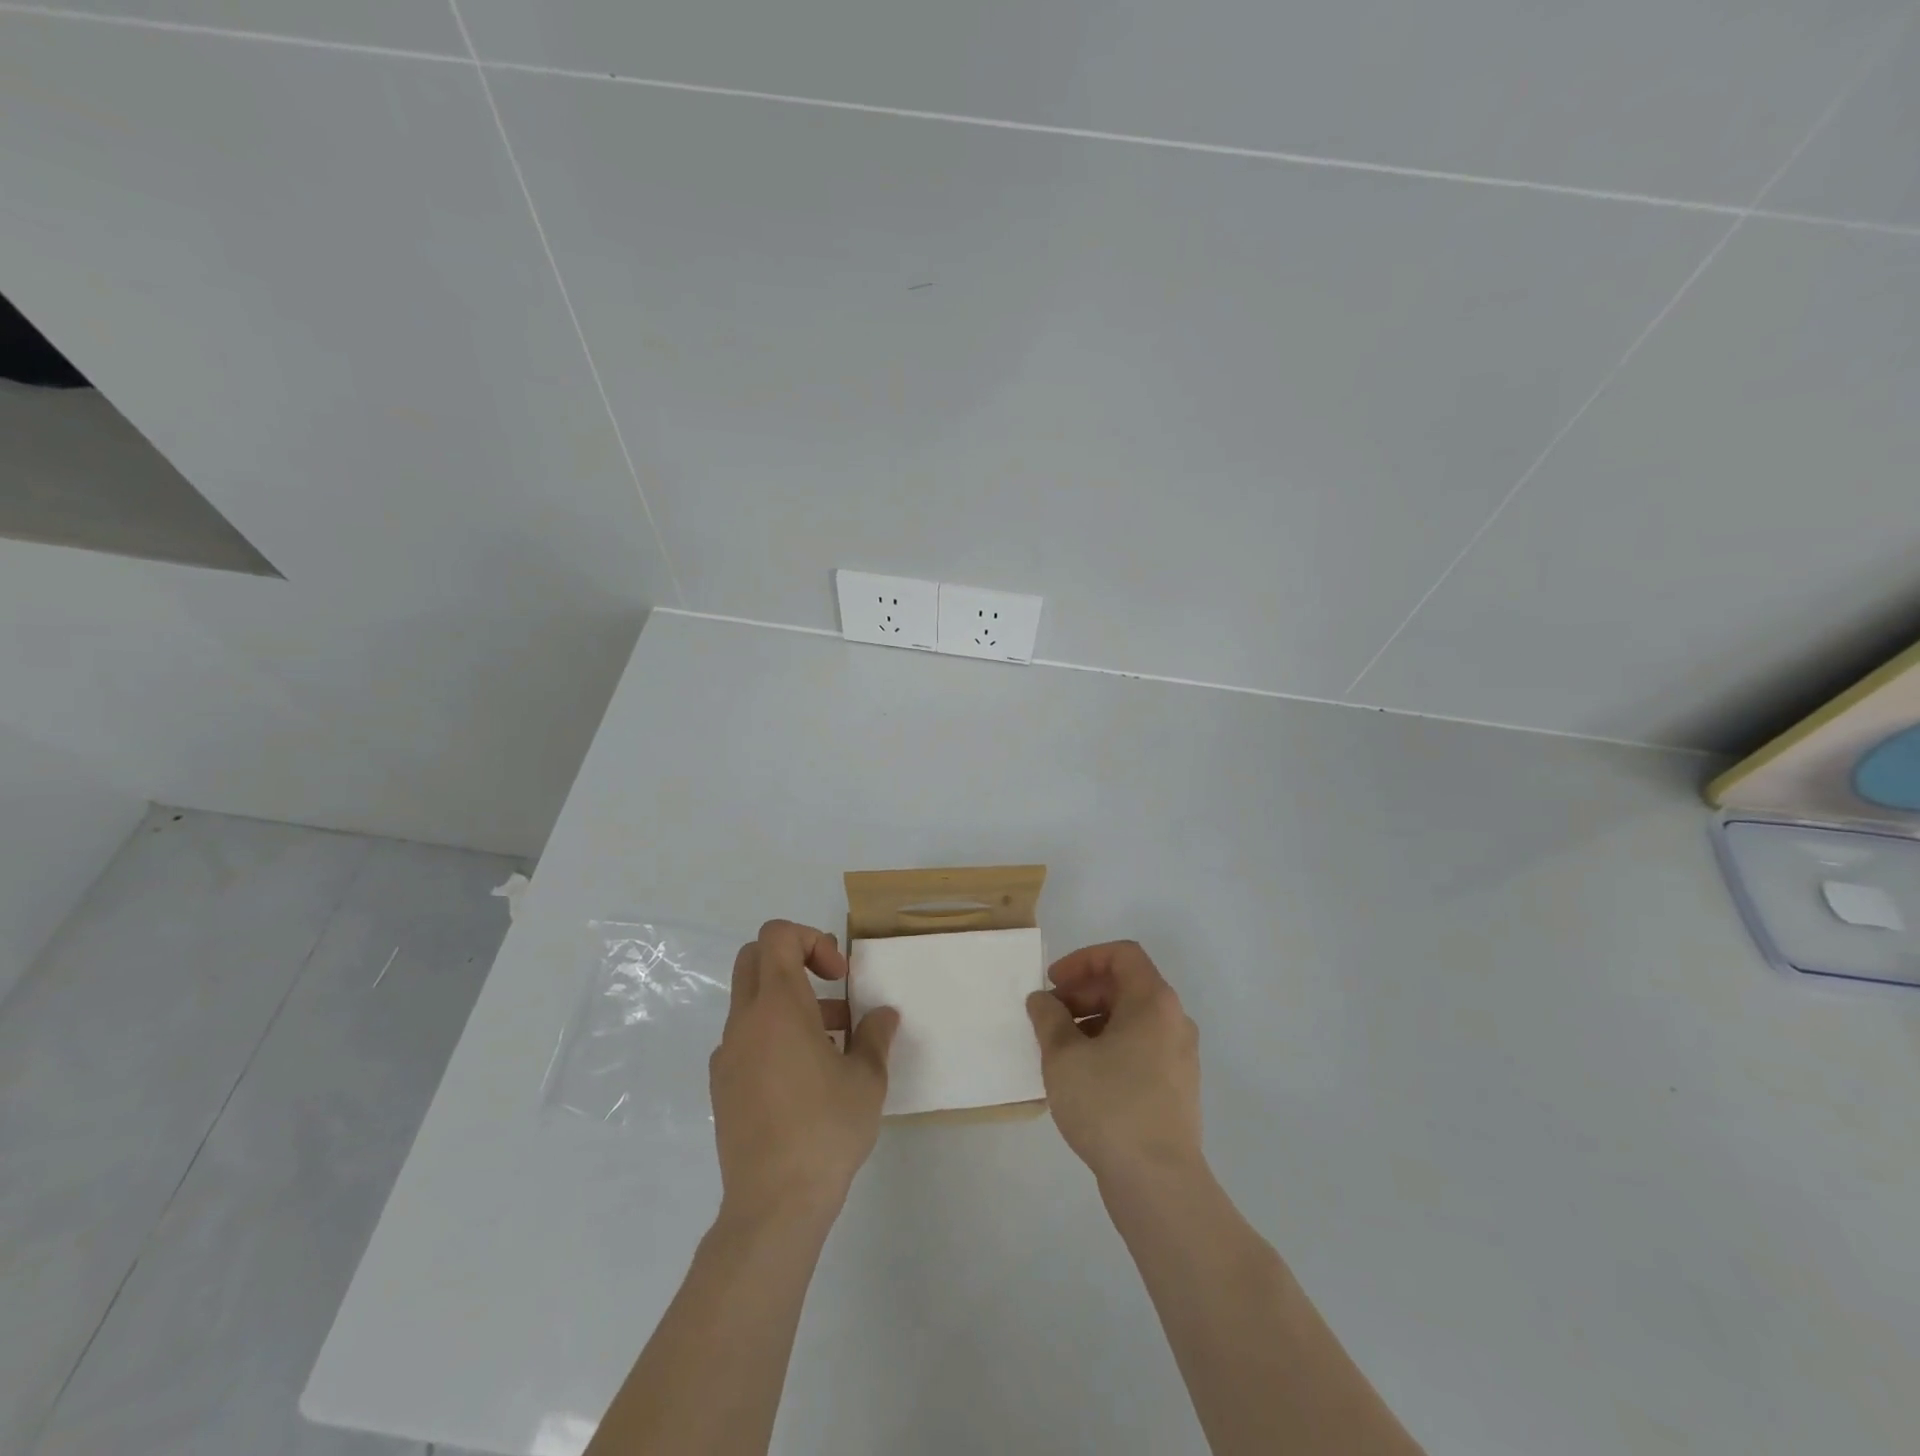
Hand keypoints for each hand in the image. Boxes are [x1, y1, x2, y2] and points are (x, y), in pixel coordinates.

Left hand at [711, 920, 899, 1224]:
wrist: (773, 1205)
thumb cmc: (825, 1130)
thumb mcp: (867, 1079)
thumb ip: (875, 1036)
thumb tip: (883, 1015)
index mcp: (777, 1006)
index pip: (776, 936)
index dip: (811, 939)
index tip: (839, 976)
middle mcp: (744, 1021)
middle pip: (754, 958)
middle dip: (794, 960)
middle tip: (830, 988)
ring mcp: (727, 1054)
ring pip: (750, 1000)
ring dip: (788, 1001)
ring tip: (832, 1041)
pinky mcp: (722, 1086)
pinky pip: (745, 1038)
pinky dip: (772, 1035)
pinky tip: (803, 1077)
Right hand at [1027, 941, 1202, 1186]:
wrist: (1158, 1182)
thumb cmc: (1109, 1104)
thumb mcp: (1064, 1056)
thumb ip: (1048, 1018)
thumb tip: (1042, 1000)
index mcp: (1154, 1002)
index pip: (1121, 954)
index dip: (1083, 960)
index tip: (1054, 983)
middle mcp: (1174, 1021)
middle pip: (1127, 986)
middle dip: (1083, 993)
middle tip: (1050, 1017)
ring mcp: (1179, 1057)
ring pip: (1132, 1020)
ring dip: (1093, 1022)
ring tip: (1060, 1049)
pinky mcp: (1177, 1089)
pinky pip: (1140, 1049)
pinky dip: (1110, 1047)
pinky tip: (1082, 1078)